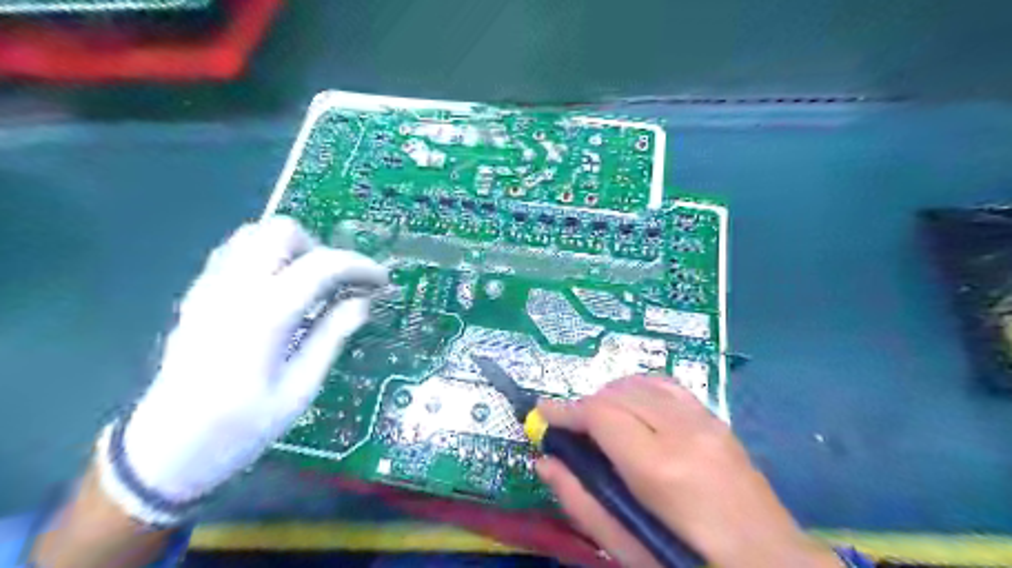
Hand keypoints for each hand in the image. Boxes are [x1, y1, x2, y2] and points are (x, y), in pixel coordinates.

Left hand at [96, 216, 388, 525]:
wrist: (165, 450)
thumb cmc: (241, 427)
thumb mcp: (300, 389)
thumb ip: (332, 336)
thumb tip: (363, 302)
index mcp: (265, 315)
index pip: (322, 265)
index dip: (359, 265)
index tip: (381, 280)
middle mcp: (234, 289)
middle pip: (282, 231)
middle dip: (320, 249)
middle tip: (336, 284)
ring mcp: (210, 288)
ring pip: (255, 234)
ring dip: (292, 250)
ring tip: (309, 286)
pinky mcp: (197, 295)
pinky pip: (235, 252)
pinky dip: (265, 257)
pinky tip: (277, 290)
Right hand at [537, 378, 838, 566]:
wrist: (773, 565)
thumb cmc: (691, 563)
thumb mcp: (629, 549)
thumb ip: (582, 502)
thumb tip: (545, 462)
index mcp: (660, 467)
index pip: (601, 414)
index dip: (566, 410)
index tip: (542, 412)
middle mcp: (683, 431)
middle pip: (618, 394)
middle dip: (586, 404)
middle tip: (571, 427)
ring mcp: (705, 421)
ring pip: (642, 384)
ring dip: (612, 395)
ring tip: (600, 418)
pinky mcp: (718, 421)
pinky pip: (669, 387)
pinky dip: (641, 389)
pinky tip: (635, 407)